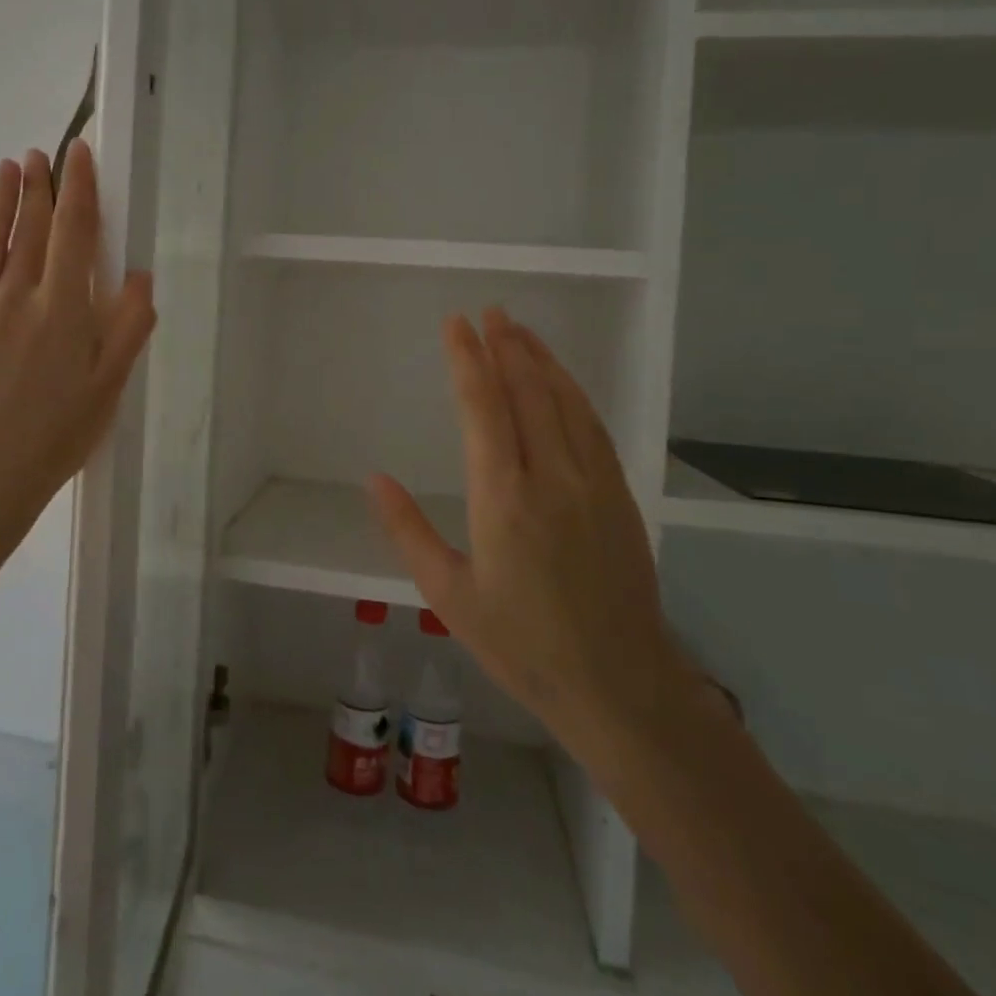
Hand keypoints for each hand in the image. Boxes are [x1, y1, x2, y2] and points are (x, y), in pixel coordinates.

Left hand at [0, 140, 156, 622]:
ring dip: (0, 199)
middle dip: (39, 186)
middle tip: (43, 153)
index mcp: (62, 309)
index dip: (78, 190)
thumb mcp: (108, 388)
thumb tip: (138, 274)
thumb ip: (127, 328)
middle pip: (30, 228)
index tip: (79, 155)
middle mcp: (16, 296)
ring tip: (9, 167)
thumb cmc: (56, 435)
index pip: (73, 233)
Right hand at [368, 308, 687, 766]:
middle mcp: (552, 477)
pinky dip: (573, 393)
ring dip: (541, 360)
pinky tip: (562, 382)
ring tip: (520, 330)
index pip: (483, 407)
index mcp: (503, 498)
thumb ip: (409, 531)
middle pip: (528, 392)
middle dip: (506, 345)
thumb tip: (374, 479)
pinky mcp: (620, 496)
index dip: (467, 359)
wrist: (619, 685)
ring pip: (566, 402)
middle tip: (489, 311)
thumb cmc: (521, 645)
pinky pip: (593, 427)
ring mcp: (594, 483)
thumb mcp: (448, 595)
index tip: (456, 324)